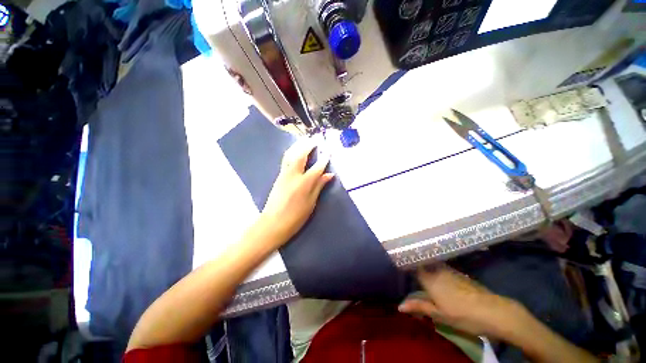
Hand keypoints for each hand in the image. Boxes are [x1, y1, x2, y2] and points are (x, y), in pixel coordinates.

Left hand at [260, 140, 334, 245]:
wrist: (273, 223)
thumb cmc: (296, 217)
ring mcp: (284, 174)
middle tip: (315, 140)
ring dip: (298, 146)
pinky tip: (295, 152)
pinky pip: (286, 160)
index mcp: (305, 183)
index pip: (317, 167)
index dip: (324, 159)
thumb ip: (319, 186)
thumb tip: (329, 175)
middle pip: (301, 155)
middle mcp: (294, 175)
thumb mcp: (311, 203)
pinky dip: (292, 152)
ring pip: (291, 155)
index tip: (329, 152)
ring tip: (304, 141)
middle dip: (308, 146)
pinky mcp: (278, 177)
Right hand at [398, 264, 523, 337]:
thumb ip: (418, 307)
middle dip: (418, 269)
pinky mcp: (460, 274)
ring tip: (426, 281)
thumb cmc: (462, 315)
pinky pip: (444, 269)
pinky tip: (444, 284)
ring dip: (429, 270)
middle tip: (414, 278)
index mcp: (429, 278)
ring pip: (434, 266)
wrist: (494, 311)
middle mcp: (437, 270)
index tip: (403, 271)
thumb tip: (399, 306)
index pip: (414, 266)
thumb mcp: (438, 314)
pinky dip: (439, 273)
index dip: (408, 267)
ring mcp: (450, 271)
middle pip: (423, 265)